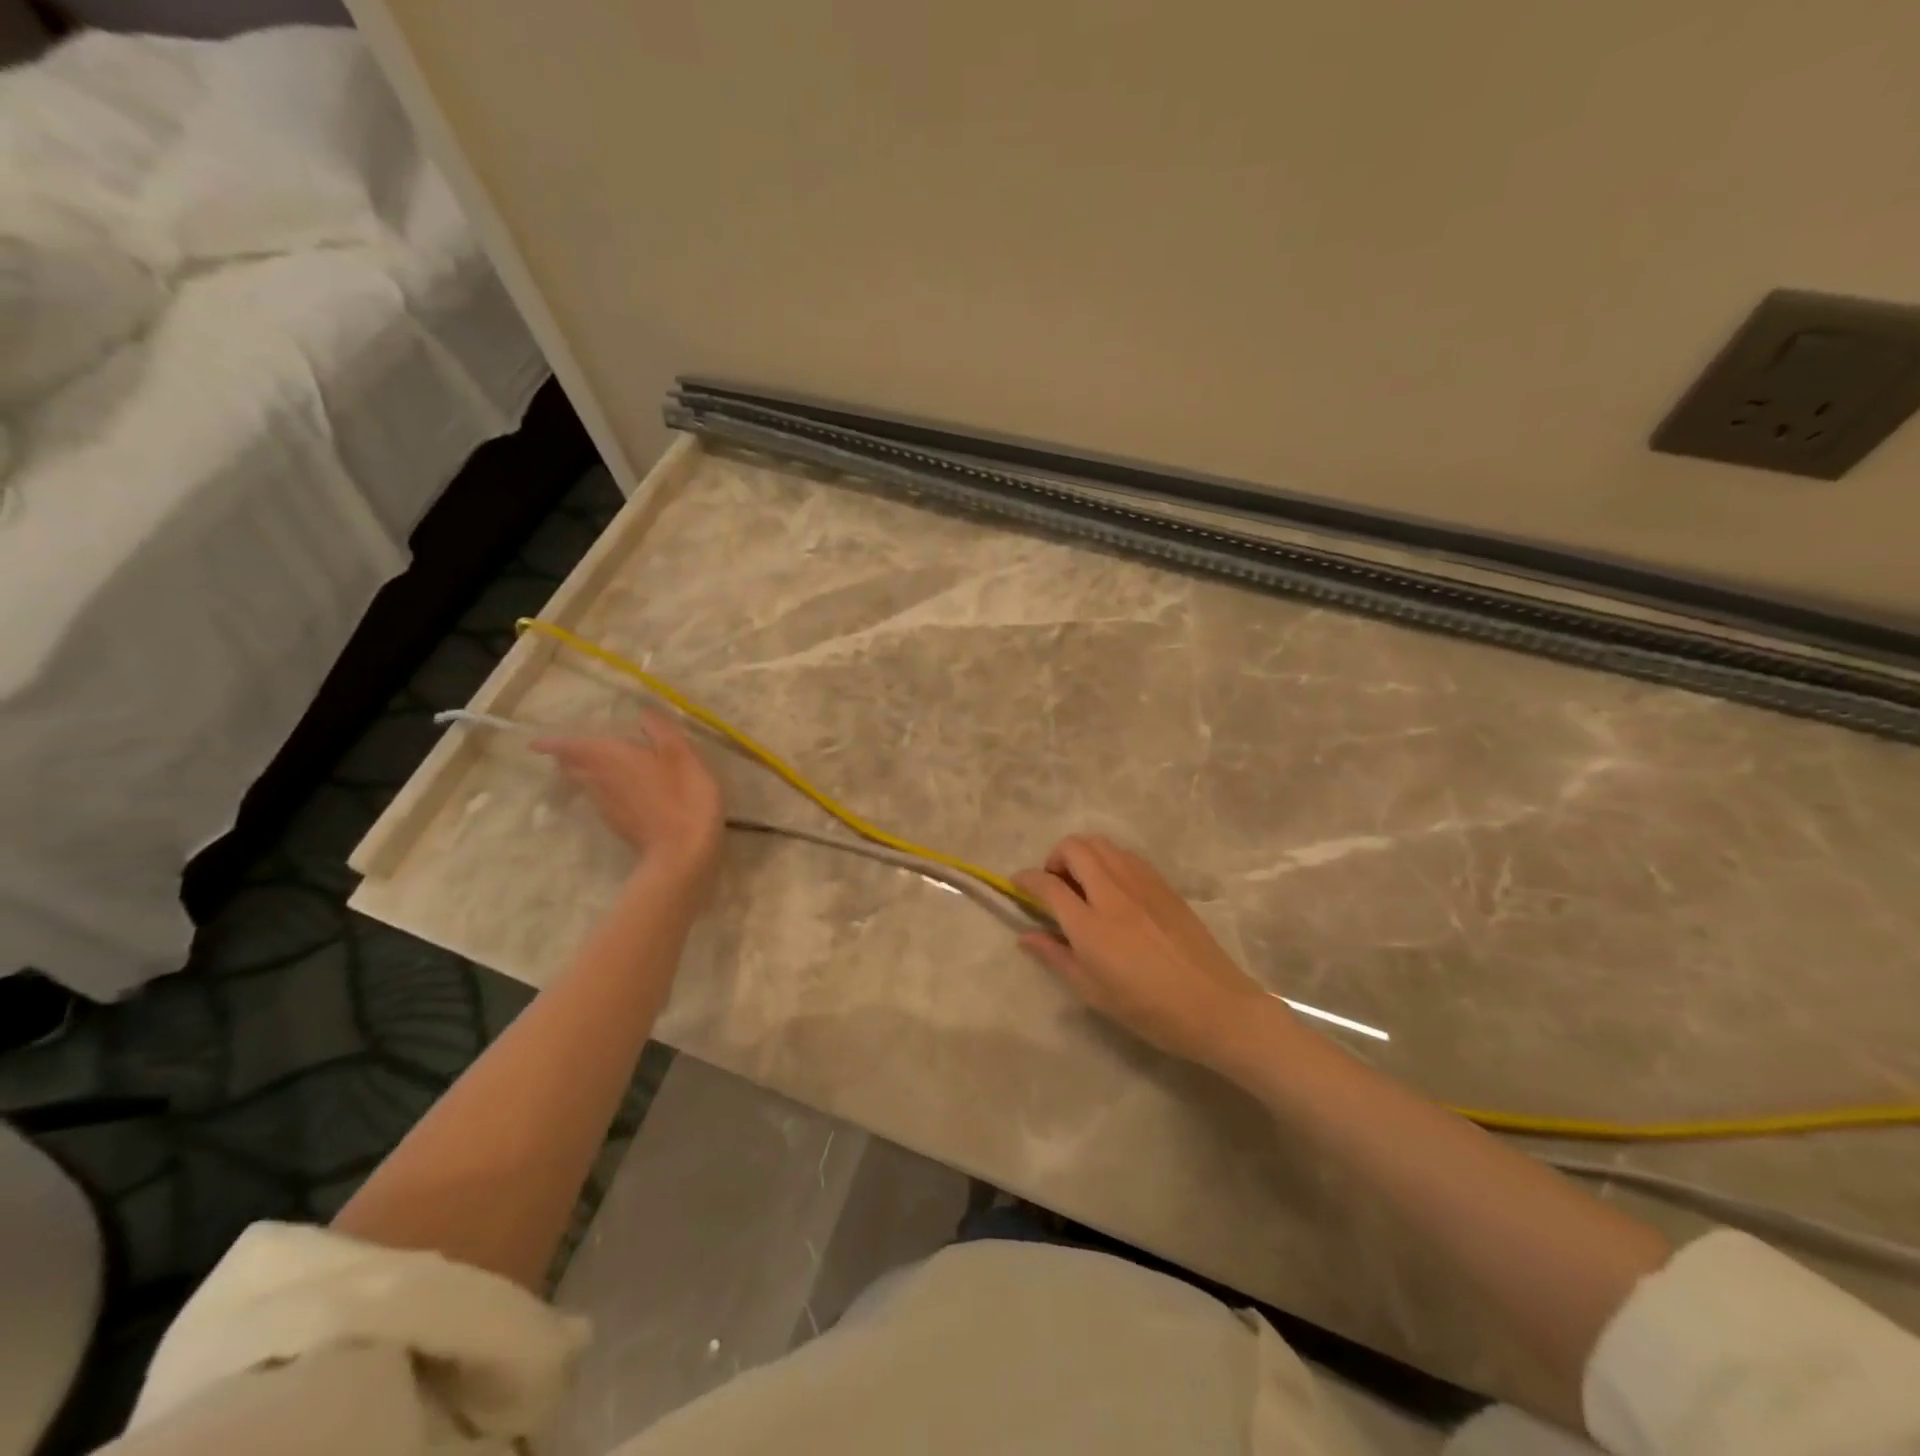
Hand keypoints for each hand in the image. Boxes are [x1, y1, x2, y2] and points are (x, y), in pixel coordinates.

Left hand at [533, 710, 723, 886]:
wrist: (682, 852)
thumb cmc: (683, 796)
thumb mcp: (681, 755)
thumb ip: (661, 730)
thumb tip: (643, 713)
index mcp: (612, 758)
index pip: (573, 747)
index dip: (555, 743)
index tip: (536, 742)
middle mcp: (601, 781)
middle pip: (575, 767)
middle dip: (568, 757)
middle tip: (565, 750)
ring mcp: (608, 807)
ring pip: (587, 784)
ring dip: (583, 774)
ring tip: (587, 766)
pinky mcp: (620, 825)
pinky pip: (601, 800)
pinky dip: (601, 790)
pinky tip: (617, 791)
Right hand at [1014, 834, 1273, 1068]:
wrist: (1214, 1005)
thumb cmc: (1148, 1009)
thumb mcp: (1093, 992)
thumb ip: (1056, 956)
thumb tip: (1026, 935)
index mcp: (1090, 925)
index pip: (1047, 884)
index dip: (1025, 879)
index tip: (1017, 884)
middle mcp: (1113, 893)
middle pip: (1074, 848)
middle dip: (1054, 858)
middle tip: (1055, 886)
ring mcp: (1141, 884)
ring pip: (1101, 844)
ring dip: (1082, 854)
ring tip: (1083, 884)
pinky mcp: (1163, 884)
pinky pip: (1126, 855)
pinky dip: (1108, 860)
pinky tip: (1113, 889)